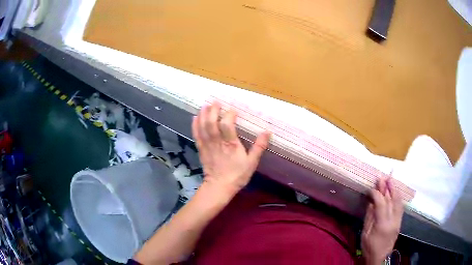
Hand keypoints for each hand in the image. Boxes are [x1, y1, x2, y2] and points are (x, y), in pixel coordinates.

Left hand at [192, 102, 270, 195]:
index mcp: (231, 145)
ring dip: (203, 115)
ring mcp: (207, 146)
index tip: (233, 110)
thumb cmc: (237, 175)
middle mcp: (217, 142)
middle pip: (212, 123)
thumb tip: (267, 132)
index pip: (227, 125)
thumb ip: (259, 147)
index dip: (229, 115)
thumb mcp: (252, 163)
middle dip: (213, 110)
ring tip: (204, 105)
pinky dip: (195, 126)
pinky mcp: (201, 150)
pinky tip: (195, 118)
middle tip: (215, 102)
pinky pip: (196, 135)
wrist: (220, 187)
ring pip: (203, 127)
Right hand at [361, 178, 403, 264]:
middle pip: (391, 200)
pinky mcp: (400, 222)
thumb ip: (369, 216)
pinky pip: (401, 206)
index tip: (371, 188)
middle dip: (387, 187)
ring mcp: (398, 221)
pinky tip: (395, 192)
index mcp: (382, 224)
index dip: (377, 194)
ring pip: (398, 202)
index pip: (381, 203)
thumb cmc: (369, 247)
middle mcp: (393, 220)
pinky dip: (398, 197)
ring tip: (391, 180)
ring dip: (394, 189)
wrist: (379, 257)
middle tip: (382, 177)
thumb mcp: (365, 233)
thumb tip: (371, 201)